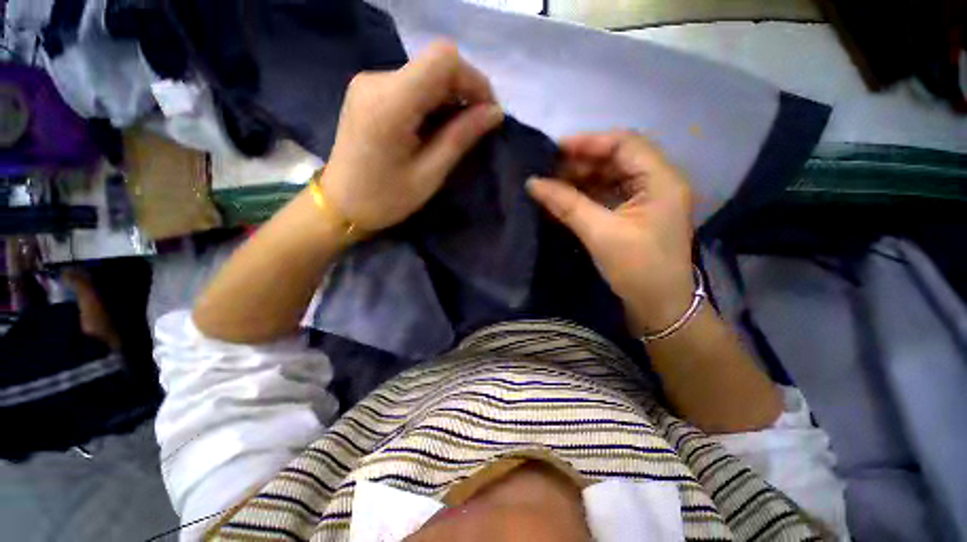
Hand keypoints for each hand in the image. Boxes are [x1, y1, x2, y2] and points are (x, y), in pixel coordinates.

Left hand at [322, 41, 504, 232]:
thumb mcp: (429, 174)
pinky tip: (434, 128)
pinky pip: (412, 85)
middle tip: (476, 128)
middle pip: (436, 65)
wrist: (340, 204)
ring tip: (456, 133)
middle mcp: (377, 80)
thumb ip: (461, 137)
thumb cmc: (386, 198)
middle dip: (464, 92)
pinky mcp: (369, 91)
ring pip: (426, 74)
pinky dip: (432, 102)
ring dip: (449, 99)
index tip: (487, 112)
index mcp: (391, 103)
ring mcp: (370, 82)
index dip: (474, 80)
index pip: (443, 60)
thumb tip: (494, 113)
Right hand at [527, 131, 695, 335]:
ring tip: (552, 185)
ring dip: (581, 180)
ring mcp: (646, 200)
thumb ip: (567, 205)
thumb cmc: (638, 269)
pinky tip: (564, 201)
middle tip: (549, 171)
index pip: (625, 143)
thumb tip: (532, 183)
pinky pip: (607, 196)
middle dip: (582, 163)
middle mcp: (657, 183)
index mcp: (660, 180)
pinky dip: (586, 196)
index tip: (555, 150)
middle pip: (617, 159)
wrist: (659, 308)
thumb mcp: (600, 233)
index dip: (589, 142)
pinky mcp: (634, 215)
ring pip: (610, 178)